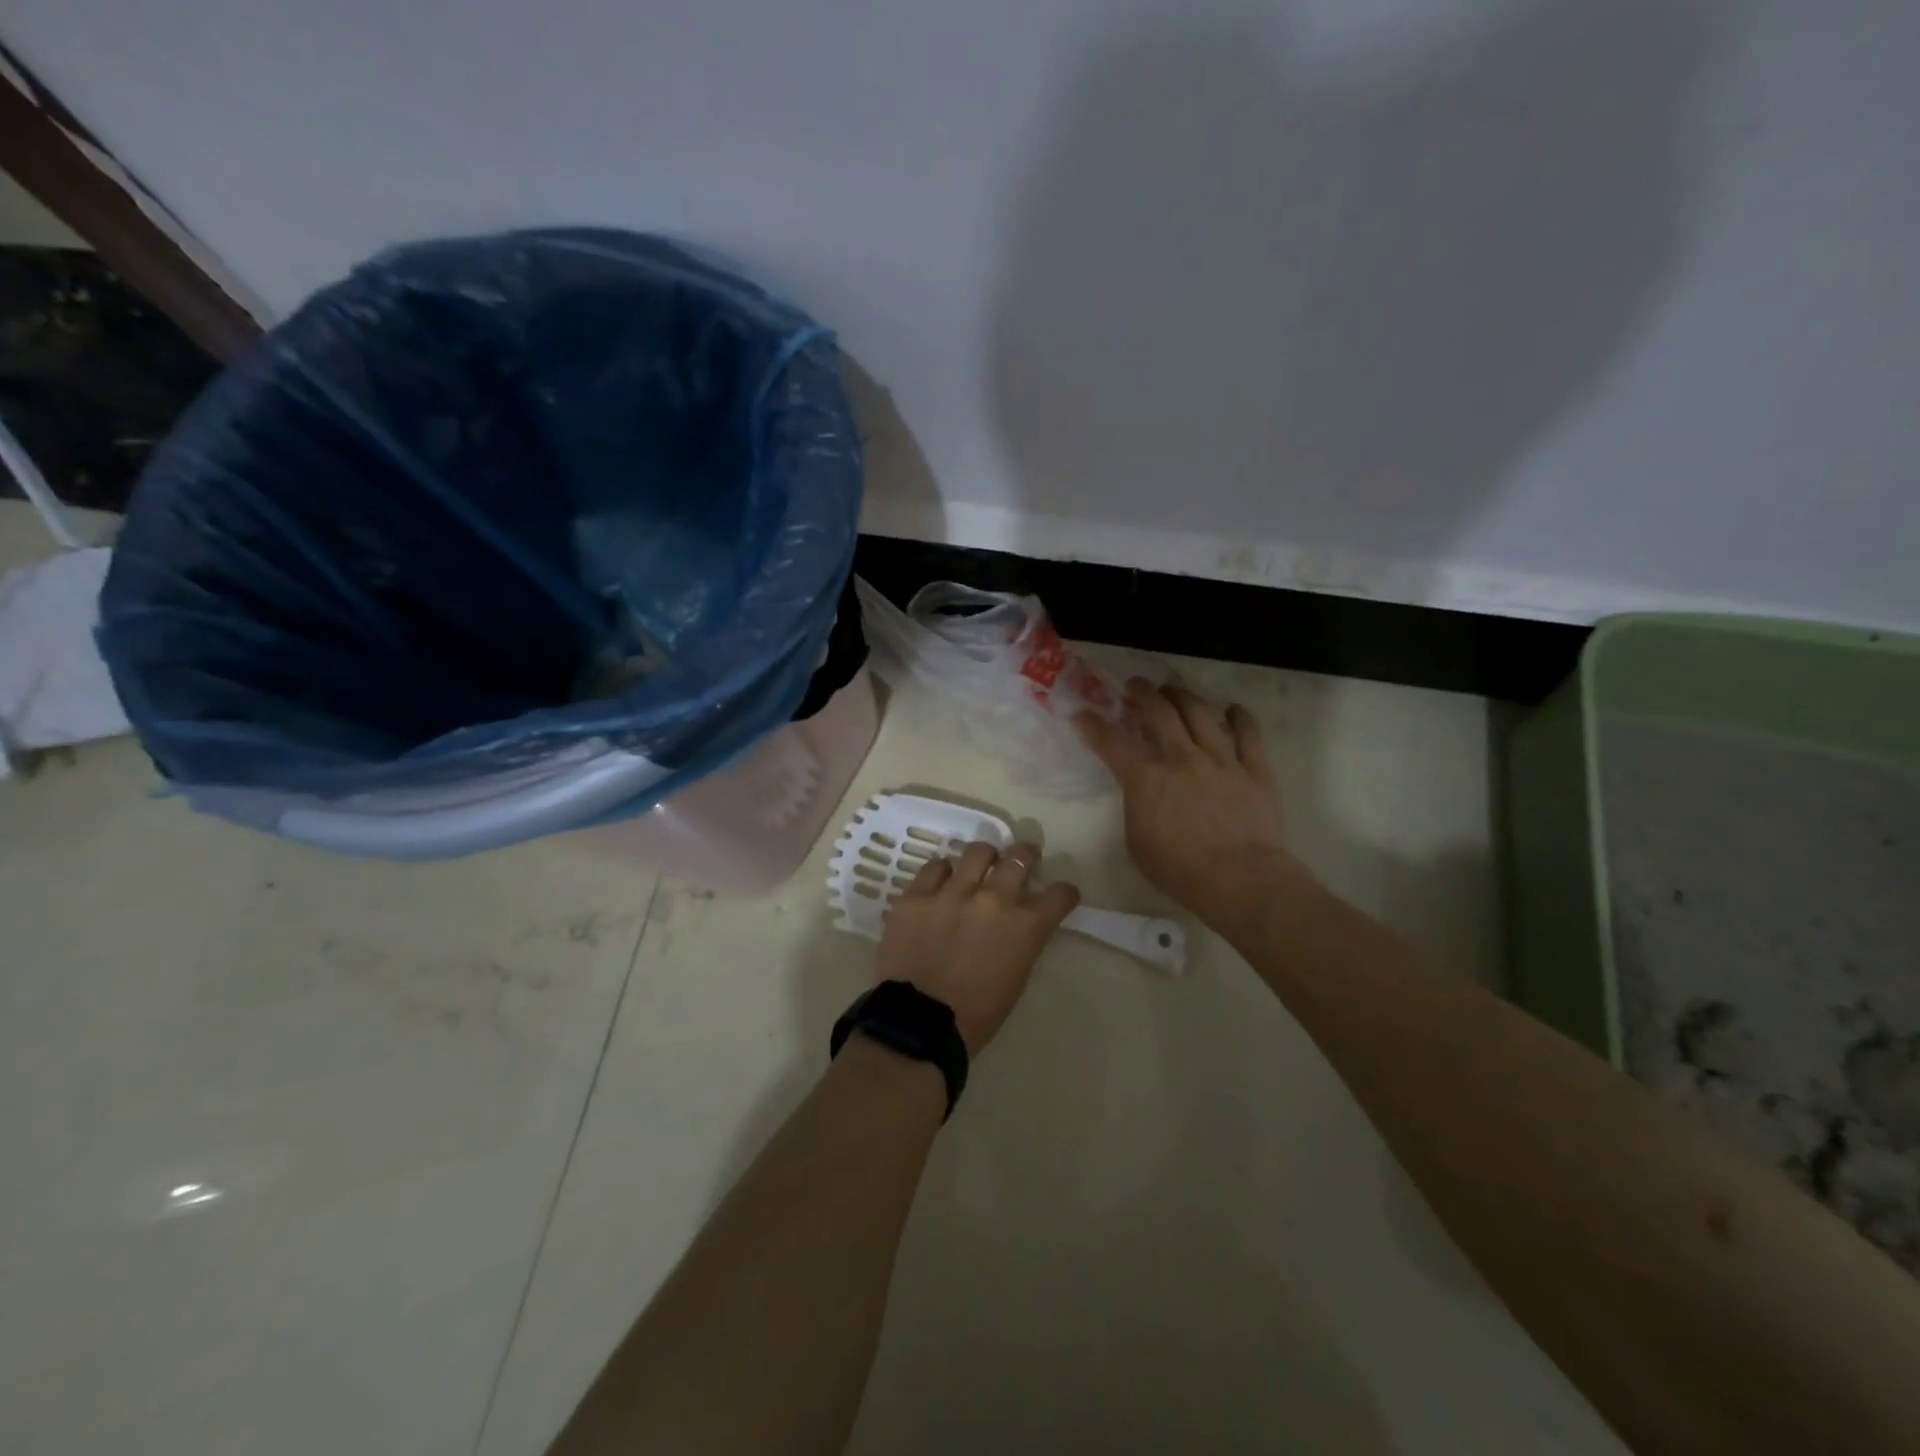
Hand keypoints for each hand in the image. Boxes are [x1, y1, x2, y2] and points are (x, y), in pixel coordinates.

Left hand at [875, 842, 1079, 1055]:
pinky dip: (943, 873)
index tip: (1060, 894)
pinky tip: (941, 882)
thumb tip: (1018, 923)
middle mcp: (993, 899)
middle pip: (1019, 858)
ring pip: (976, 852)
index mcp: (1025, 927)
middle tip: (1022, 858)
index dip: (1063, 893)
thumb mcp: (1016, 976)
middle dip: (1026, 855)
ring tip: (979, 864)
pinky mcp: (917, 896)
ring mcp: (952, 893)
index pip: (1059, 895)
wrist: (920, 1025)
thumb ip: (1022, 940)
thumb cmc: (977, 1014)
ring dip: (984, 858)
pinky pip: (934, 868)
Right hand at [1074, 679, 1311, 933]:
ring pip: (1202, 714)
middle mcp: (1183, 759)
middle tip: (1135, 686)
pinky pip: (1249, 734)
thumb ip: (1135, 807)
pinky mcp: (1255, 770)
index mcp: (1147, 780)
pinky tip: (1232, 710)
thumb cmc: (1180, 871)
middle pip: (1160, 713)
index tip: (1081, 713)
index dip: (1093, 725)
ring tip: (1175, 690)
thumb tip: (1140, 791)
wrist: (1241, 881)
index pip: (1113, 743)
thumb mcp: (1137, 843)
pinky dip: (1240, 718)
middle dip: (1143, 694)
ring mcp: (1222, 761)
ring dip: (1184, 696)